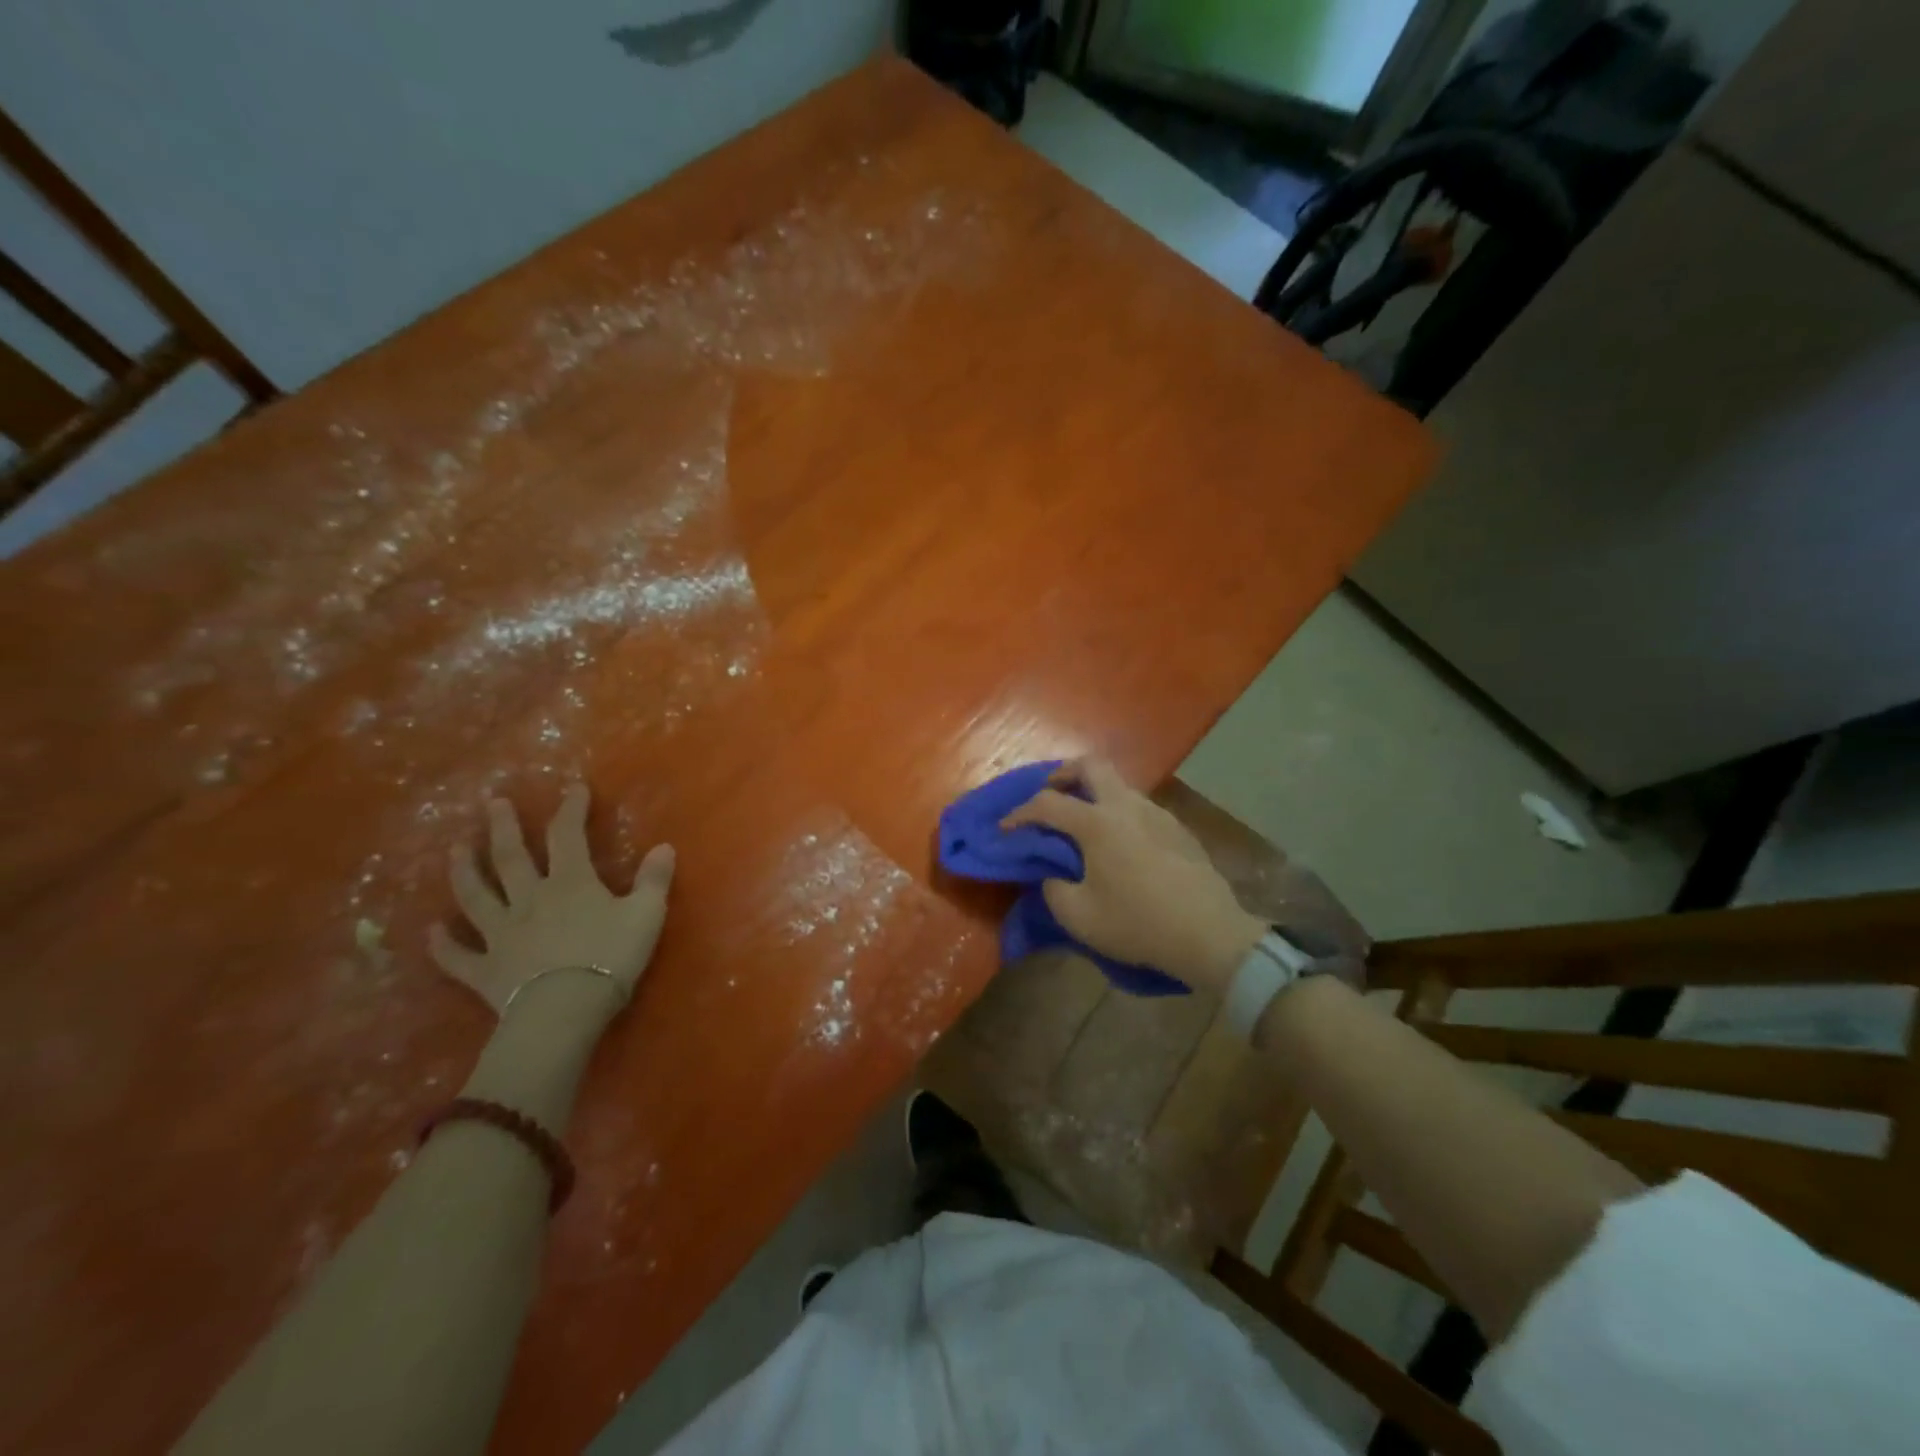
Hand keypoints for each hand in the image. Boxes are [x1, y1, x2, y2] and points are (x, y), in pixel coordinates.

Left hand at [429, 784, 674, 1015]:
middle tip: (493, 803)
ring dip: (464, 871)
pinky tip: (431, 931)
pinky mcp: (484, 970)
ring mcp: (501, 933)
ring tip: (455, 849)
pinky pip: (458, 956)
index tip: (573, 788)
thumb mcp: (646, 914)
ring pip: (475, 896)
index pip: (568, 834)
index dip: (571, 808)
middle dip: (503, 827)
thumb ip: (654, 879)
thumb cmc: (610, 957)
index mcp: (570, 882)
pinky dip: (443, 944)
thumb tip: (665, 847)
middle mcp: (529, 899)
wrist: (564, 1009)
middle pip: (510, 857)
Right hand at [1002, 758, 1265, 995]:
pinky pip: (1139, 807)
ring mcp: (1157, 813)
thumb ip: (1054, 889)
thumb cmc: (1138, 924)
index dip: (1020, 813)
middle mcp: (1127, 806)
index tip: (1006, 828)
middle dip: (1063, 774)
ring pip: (1119, 785)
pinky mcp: (1178, 829)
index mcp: (1098, 823)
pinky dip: (1119, 813)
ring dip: (1094, 794)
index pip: (1047, 803)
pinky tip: (1120, 844)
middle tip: (1051, 795)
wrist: (1209, 934)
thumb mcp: (1079, 917)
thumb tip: (1054, 874)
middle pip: (1090, 765)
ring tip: (1083, 824)